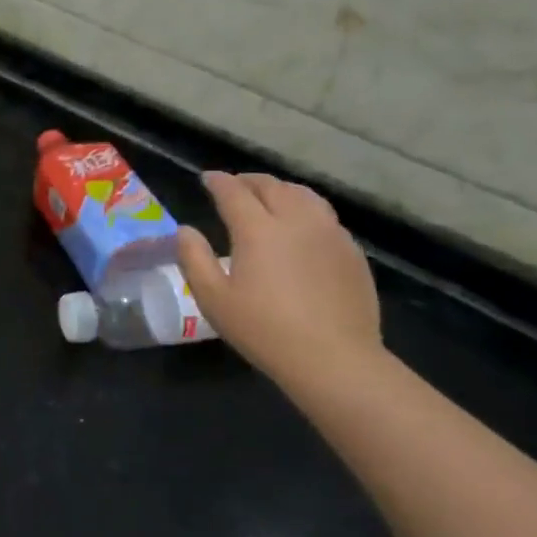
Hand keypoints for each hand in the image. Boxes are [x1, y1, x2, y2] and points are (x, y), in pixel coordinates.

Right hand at [177, 172, 381, 386]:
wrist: (334, 358)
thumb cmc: (264, 330)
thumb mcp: (213, 299)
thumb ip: (194, 259)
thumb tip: (185, 230)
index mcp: (258, 229)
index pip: (234, 191)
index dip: (218, 181)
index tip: (207, 178)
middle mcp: (296, 220)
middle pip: (271, 186)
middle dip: (249, 180)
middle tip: (234, 185)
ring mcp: (329, 233)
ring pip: (303, 195)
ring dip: (280, 189)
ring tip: (269, 196)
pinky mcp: (351, 251)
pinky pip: (325, 216)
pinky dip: (305, 209)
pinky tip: (301, 226)